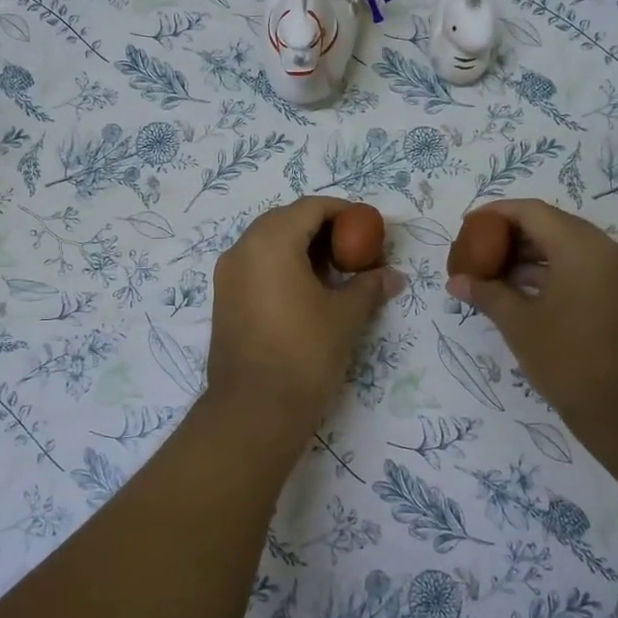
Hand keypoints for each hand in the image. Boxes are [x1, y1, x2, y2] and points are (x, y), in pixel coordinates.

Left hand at [206, 198, 402, 440]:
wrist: (254, 409)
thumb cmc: (304, 353)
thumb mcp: (345, 316)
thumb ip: (369, 286)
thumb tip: (393, 276)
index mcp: (270, 242)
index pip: (310, 207)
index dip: (343, 211)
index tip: (368, 228)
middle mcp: (242, 249)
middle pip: (286, 220)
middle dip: (321, 228)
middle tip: (353, 249)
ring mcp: (227, 274)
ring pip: (267, 243)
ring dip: (301, 248)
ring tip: (334, 272)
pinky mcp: (224, 298)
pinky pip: (256, 266)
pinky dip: (282, 266)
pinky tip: (307, 291)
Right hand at [447, 199, 617, 433]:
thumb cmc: (572, 361)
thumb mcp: (520, 325)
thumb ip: (487, 294)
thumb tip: (456, 281)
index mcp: (582, 248)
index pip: (533, 212)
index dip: (497, 214)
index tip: (468, 226)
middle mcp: (608, 251)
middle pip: (553, 226)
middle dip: (512, 235)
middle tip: (478, 250)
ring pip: (569, 248)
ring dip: (532, 256)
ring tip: (494, 273)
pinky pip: (584, 269)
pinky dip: (553, 273)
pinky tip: (523, 292)